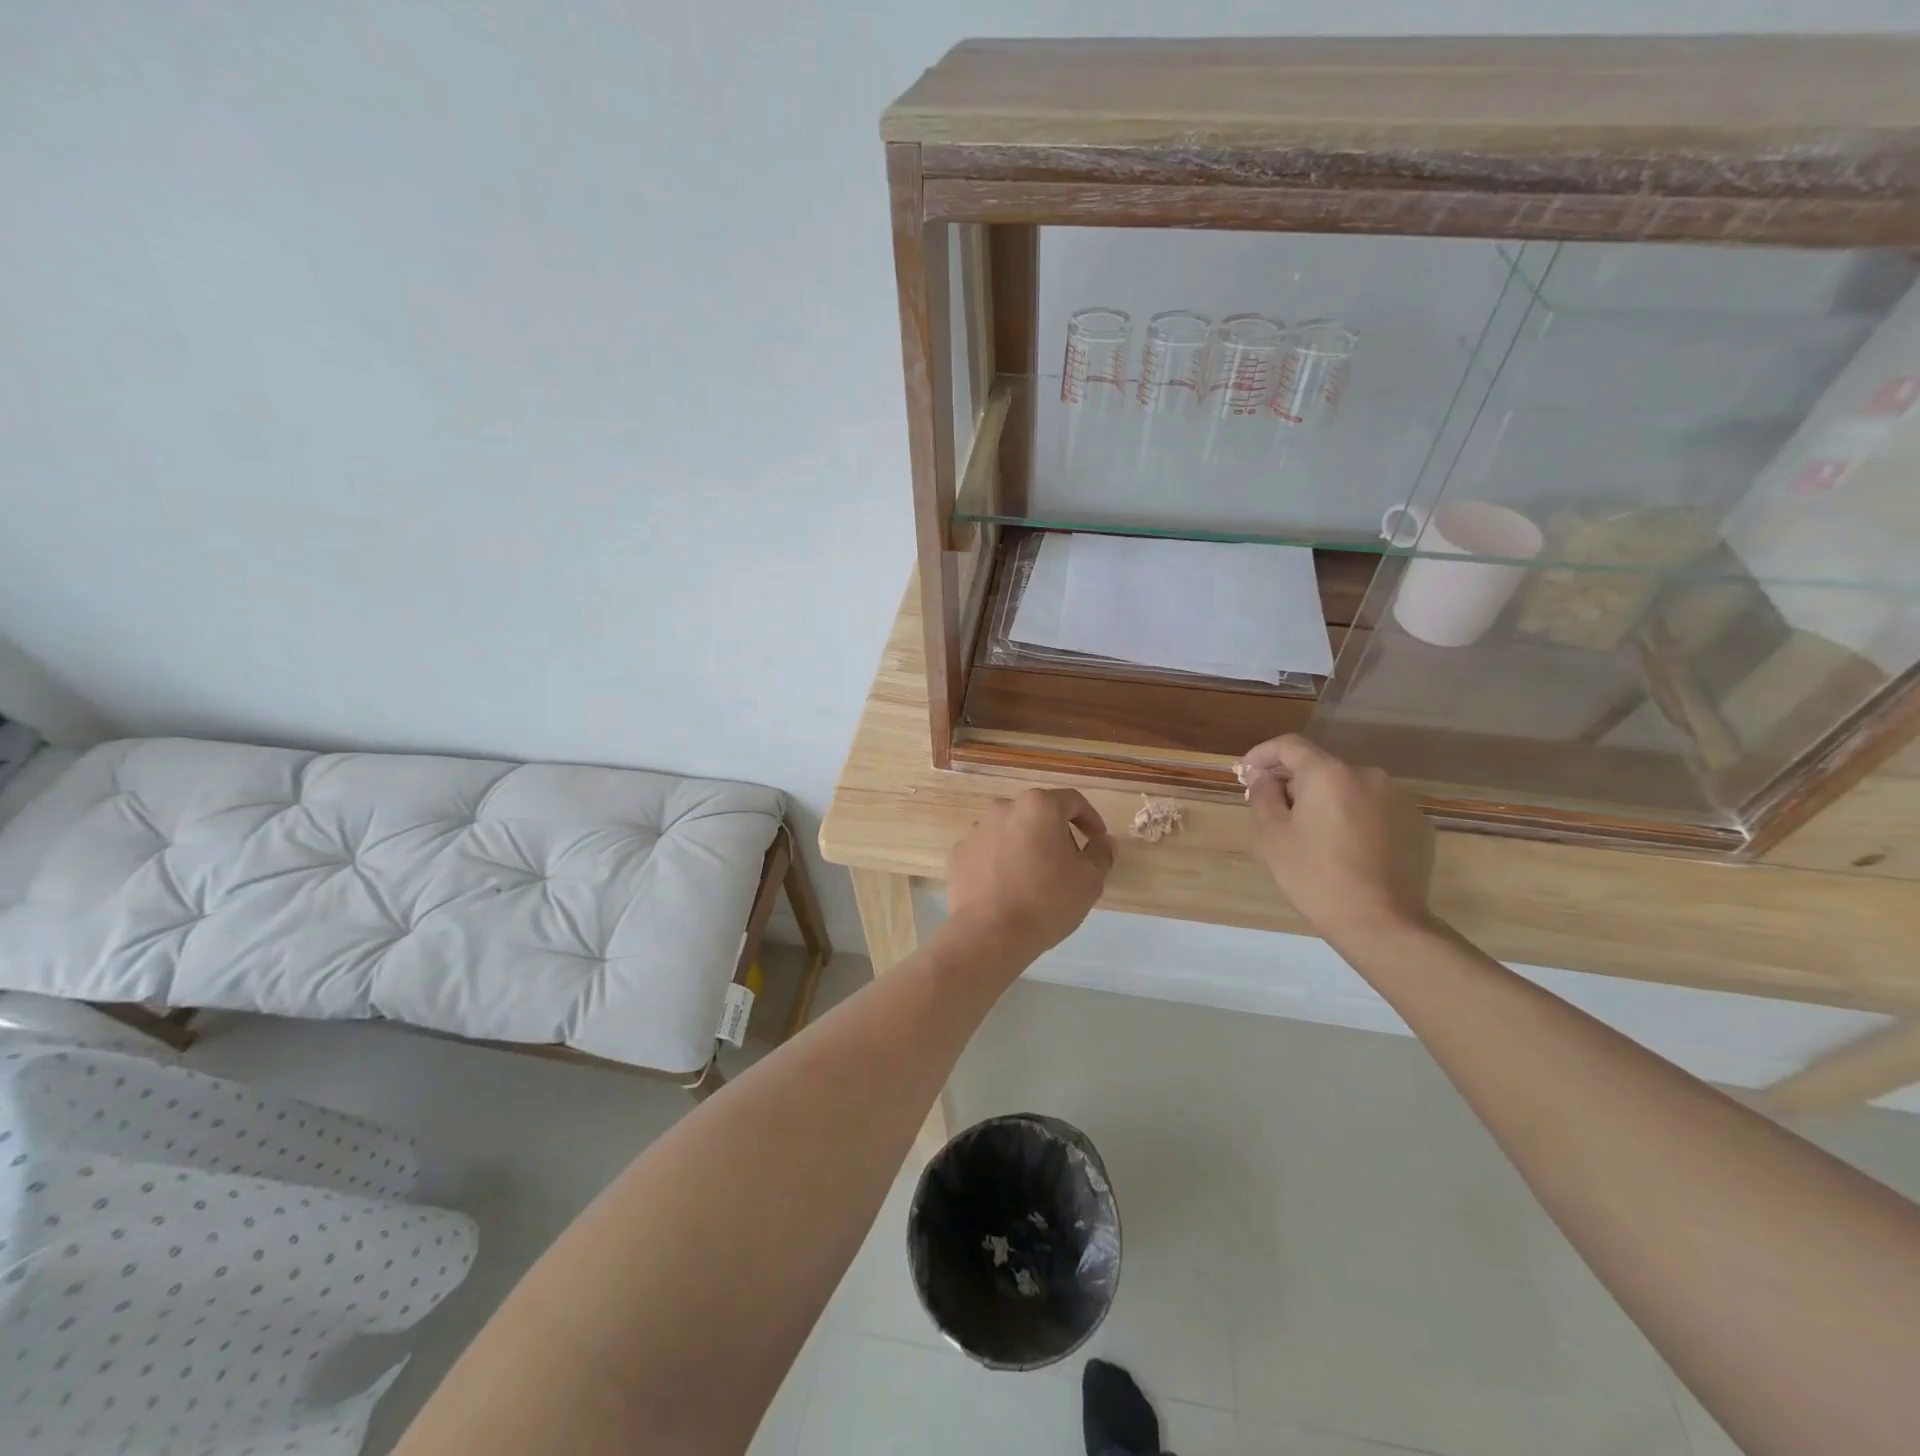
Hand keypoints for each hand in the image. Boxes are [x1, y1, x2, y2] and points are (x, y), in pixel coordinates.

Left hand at [944, 788, 1113, 966]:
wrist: (989, 934)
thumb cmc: (1047, 901)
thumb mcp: (1090, 880)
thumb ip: (1101, 853)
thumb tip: (1101, 842)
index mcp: (1039, 806)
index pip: (1073, 801)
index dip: (1090, 819)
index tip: (1097, 840)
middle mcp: (1004, 808)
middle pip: (1038, 814)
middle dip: (1056, 833)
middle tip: (1068, 863)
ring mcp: (976, 829)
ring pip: (1011, 831)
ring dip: (1026, 846)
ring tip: (1035, 879)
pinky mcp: (958, 853)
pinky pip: (988, 851)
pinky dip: (1001, 862)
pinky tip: (1008, 888)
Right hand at [1237, 735, 1434, 941]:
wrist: (1383, 924)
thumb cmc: (1316, 877)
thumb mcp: (1272, 837)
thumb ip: (1262, 795)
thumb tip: (1262, 776)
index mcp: (1329, 774)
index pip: (1290, 746)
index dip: (1262, 754)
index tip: (1246, 772)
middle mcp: (1368, 775)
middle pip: (1321, 768)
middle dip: (1295, 783)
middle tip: (1275, 812)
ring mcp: (1399, 799)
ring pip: (1350, 789)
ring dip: (1328, 801)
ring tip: (1314, 835)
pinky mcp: (1418, 824)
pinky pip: (1376, 810)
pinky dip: (1357, 818)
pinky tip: (1348, 849)